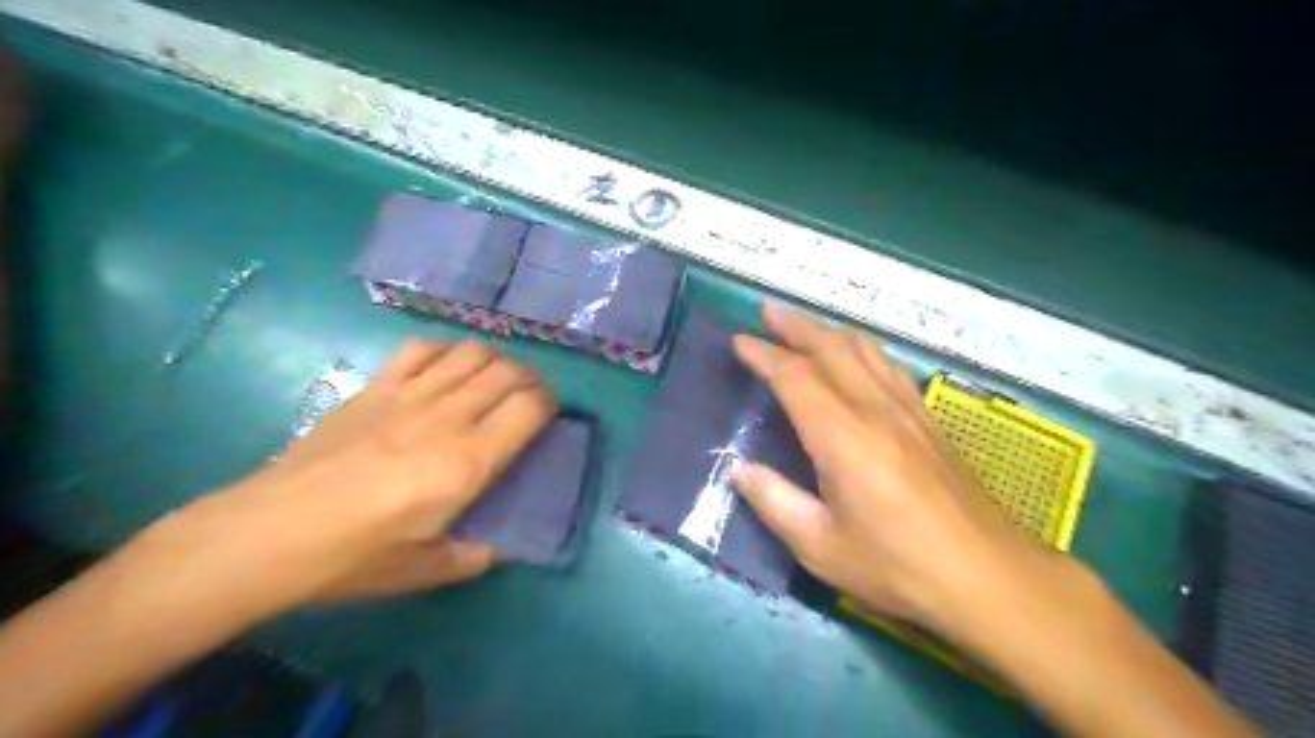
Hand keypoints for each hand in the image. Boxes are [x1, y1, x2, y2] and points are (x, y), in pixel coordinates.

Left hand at [133, 343, 557, 618]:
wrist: (270, 533)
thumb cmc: (354, 556)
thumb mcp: (425, 571)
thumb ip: (472, 557)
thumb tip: (496, 548)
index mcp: (468, 462)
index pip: (529, 408)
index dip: (549, 405)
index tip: (550, 416)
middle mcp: (447, 417)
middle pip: (507, 373)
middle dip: (530, 380)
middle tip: (529, 399)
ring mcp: (409, 395)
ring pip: (472, 353)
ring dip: (496, 360)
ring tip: (496, 379)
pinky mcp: (376, 387)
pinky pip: (422, 349)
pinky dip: (447, 350)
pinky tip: (448, 367)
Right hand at [725, 305, 1073, 632]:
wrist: (990, 578)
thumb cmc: (898, 567)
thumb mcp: (821, 547)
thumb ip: (775, 503)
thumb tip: (739, 470)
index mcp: (843, 437)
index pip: (796, 378)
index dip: (764, 355)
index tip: (740, 341)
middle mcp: (876, 410)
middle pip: (832, 349)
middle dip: (797, 326)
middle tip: (768, 312)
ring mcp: (909, 412)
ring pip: (866, 351)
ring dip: (830, 332)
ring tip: (806, 326)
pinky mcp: (930, 422)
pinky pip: (890, 368)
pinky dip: (864, 350)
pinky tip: (859, 358)